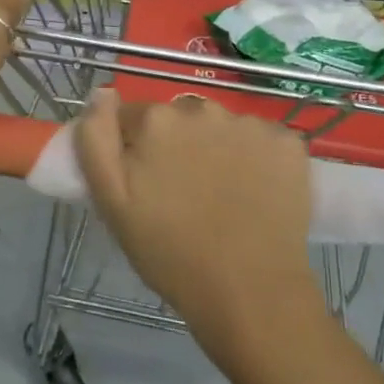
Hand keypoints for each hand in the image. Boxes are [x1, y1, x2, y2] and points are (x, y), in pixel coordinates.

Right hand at [73, 91, 317, 343]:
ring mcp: (250, 123)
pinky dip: (257, 159)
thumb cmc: (170, 251)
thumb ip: (96, 137)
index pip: (133, 118)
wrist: (250, 292)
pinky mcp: (288, 142)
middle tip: (183, 195)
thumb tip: (103, 92)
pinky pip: (261, 140)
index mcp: (157, 119)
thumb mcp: (111, 201)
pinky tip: (256, 193)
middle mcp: (204, 107)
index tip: (145, 185)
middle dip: (176, 145)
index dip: (134, 150)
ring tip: (222, 197)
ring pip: (221, 128)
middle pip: (179, 118)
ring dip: (217, 149)